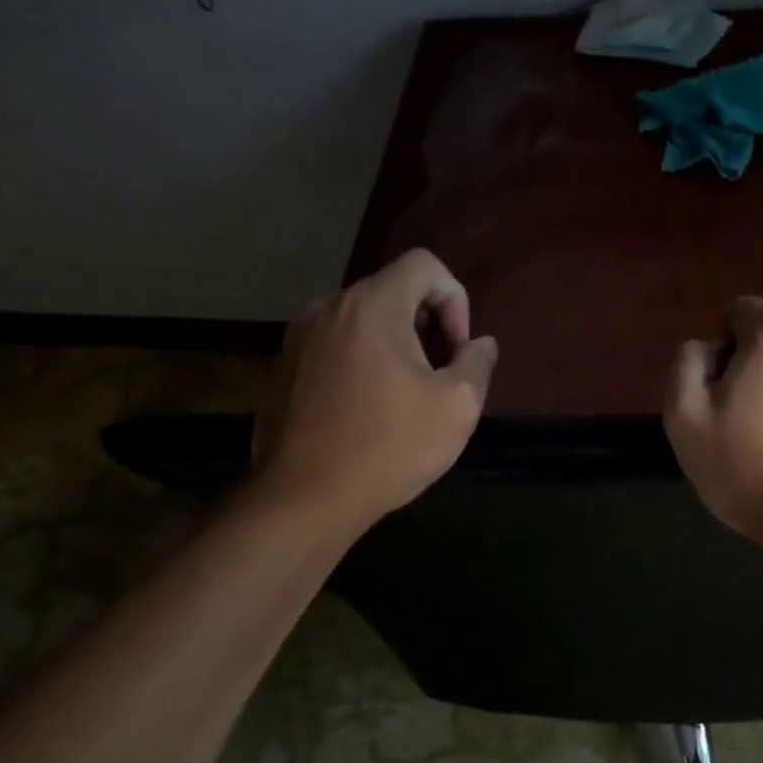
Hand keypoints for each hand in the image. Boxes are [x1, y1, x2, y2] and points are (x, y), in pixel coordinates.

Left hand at [253, 249, 497, 523]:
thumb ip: (477, 363)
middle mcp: (328, 308)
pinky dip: (361, 364)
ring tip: (405, 399)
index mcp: (372, 306)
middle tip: (439, 378)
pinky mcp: (282, 369)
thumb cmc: (390, 446)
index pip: (424, 265)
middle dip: (427, 327)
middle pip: (392, 292)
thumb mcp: (457, 407)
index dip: (455, 299)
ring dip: (394, 347)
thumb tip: (480, 343)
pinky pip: (335, 348)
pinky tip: (368, 414)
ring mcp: (298, 338)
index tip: (456, 351)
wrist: (305, 497)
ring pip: (362, 322)